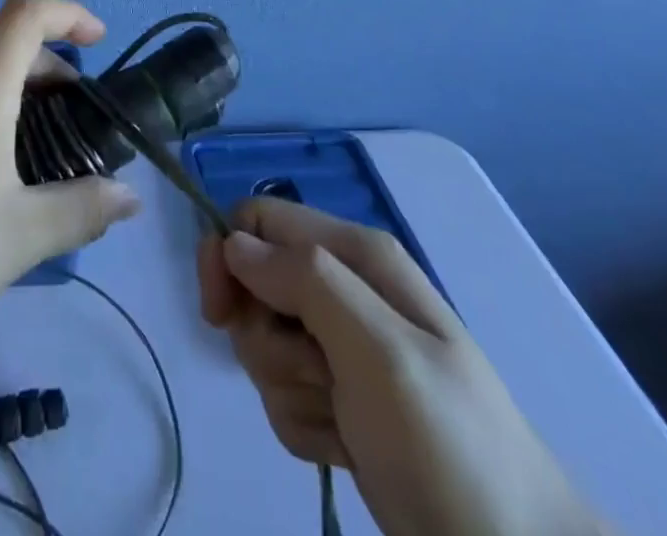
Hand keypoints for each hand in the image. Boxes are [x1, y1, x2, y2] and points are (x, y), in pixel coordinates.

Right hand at [198, 199, 606, 535]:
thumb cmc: (448, 442)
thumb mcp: (379, 349)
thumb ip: (305, 281)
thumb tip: (234, 242)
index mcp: (356, 255)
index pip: (259, 220)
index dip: (227, 256)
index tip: (218, 314)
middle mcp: (344, 288)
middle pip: (254, 287)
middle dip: (267, 338)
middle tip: (315, 376)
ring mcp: (340, 346)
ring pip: (263, 344)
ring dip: (290, 389)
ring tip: (343, 420)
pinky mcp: (337, 399)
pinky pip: (282, 394)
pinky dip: (304, 425)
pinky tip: (345, 446)